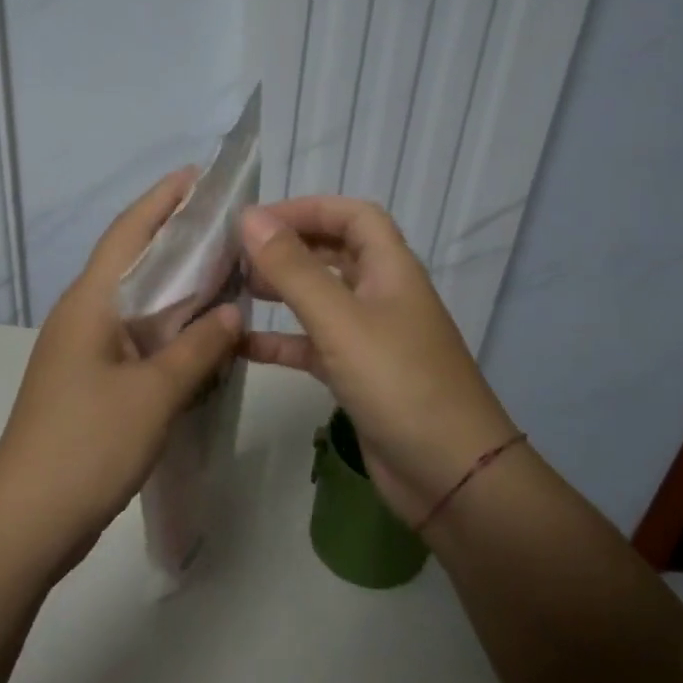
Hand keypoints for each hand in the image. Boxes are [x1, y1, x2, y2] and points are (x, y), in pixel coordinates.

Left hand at [0, 170, 242, 568]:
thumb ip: (197, 349)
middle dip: (174, 240)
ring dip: (174, 289)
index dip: (161, 201)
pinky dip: (167, 331)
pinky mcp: (88, 384)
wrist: (28, 519)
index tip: (197, 176)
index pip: (128, 234)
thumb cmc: (88, 444)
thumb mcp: (154, 394)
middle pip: (131, 264)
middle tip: (226, 227)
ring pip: (135, 306)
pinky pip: (134, 342)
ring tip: (223, 274)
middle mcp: (81, 318)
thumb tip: (231, 315)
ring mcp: (81, 353)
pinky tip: (199, 339)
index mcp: (88, 305)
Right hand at [241, 198, 514, 527]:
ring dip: (281, 291)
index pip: (352, 216)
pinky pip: (312, 346)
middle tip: (236, 257)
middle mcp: (382, 296)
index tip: (256, 221)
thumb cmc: (399, 384)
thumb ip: (294, 270)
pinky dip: (280, 342)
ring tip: (235, 291)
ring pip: (320, 300)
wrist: (448, 473)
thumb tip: (250, 218)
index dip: (307, 209)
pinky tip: (241, 346)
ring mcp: (370, 338)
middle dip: (288, 248)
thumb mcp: (341, 321)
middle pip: (334, 254)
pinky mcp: (357, 376)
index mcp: (391, 270)